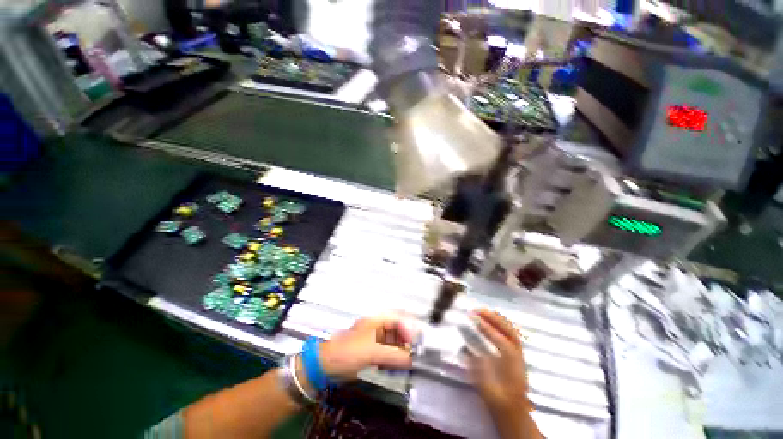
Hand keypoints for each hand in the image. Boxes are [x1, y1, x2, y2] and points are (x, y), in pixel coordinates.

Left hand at [319, 314, 415, 379]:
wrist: (325, 365)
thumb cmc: (347, 352)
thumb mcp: (372, 352)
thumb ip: (394, 355)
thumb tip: (413, 360)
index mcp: (377, 320)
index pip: (399, 319)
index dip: (409, 330)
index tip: (416, 345)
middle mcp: (378, 326)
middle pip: (399, 329)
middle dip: (408, 341)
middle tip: (416, 354)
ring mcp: (376, 338)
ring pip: (395, 341)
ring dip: (403, 351)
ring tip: (408, 362)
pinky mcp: (373, 350)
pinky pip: (389, 351)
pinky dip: (395, 358)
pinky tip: (397, 366)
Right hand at [470, 310, 531, 419]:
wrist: (514, 413)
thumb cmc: (499, 402)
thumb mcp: (487, 389)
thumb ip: (478, 368)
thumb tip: (467, 347)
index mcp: (512, 367)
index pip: (501, 341)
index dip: (487, 328)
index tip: (473, 318)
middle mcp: (518, 357)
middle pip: (509, 331)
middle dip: (493, 318)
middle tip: (477, 310)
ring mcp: (519, 355)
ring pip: (512, 331)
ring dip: (497, 319)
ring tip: (483, 311)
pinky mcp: (517, 355)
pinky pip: (511, 334)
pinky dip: (502, 324)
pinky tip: (492, 320)